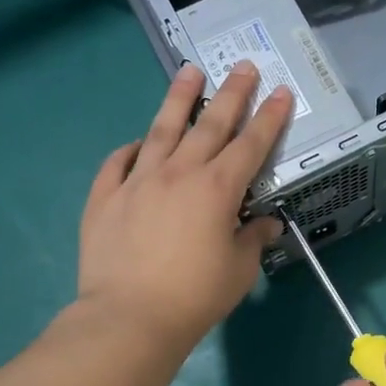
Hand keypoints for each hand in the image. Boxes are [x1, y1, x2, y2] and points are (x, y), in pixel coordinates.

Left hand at [78, 62, 292, 350]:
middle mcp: (179, 173)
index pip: (251, 144)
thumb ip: (253, 238)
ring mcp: (137, 181)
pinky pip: (117, 163)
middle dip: (231, 93)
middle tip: (243, 67)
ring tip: (189, 72)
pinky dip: (129, 149)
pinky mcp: (105, 197)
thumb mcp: (239, 270)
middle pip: (209, 124)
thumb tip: (266, 223)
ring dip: (178, 99)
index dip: (269, 117)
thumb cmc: (195, 296)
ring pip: (161, 129)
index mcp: (217, 189)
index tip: (280, 91)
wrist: (129, 318)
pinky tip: (136, 142)